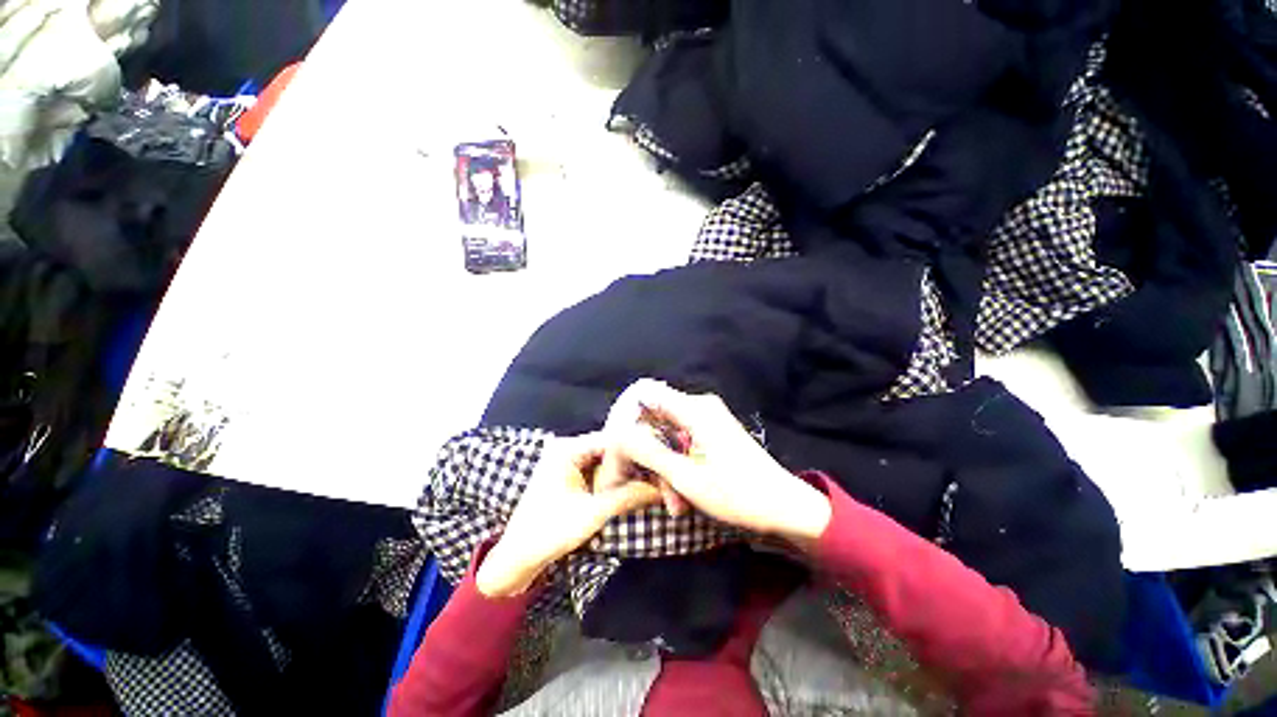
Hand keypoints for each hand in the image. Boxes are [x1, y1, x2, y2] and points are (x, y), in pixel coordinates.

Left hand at [476, 432, 661, 597]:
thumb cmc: (549, 533)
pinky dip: (615, 478)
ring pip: (607, 458)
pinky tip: (633, 486)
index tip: (659, 462)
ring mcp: (569, 460)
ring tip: (650, 480)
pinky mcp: (572, 474)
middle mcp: (569, 447)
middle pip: (610, 447)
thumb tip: (660, 489)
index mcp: (568, 449)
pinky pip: (600, 469)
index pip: (611, 438)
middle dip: (633, 461)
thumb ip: (627, 497)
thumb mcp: (592, 514)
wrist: (517, 558)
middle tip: (658, 474)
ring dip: (626, 471)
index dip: (636, 449)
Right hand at [604, 380, 831, 549]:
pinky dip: (675, 465)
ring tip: (673, 503)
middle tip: (644, 485)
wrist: (784, 507)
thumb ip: (650, 452)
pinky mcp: (711, 432)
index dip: (626, 416)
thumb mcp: (686, 478)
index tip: (616, 445)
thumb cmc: (738, 494)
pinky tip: (680, 495)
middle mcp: (699, 406)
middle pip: (654, 417)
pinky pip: (681, 441)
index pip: (646, 395)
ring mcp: (706, 419)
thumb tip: (619, 433)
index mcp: (695, 409)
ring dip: (663, 467)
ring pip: (666, 434)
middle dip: (646, 452)